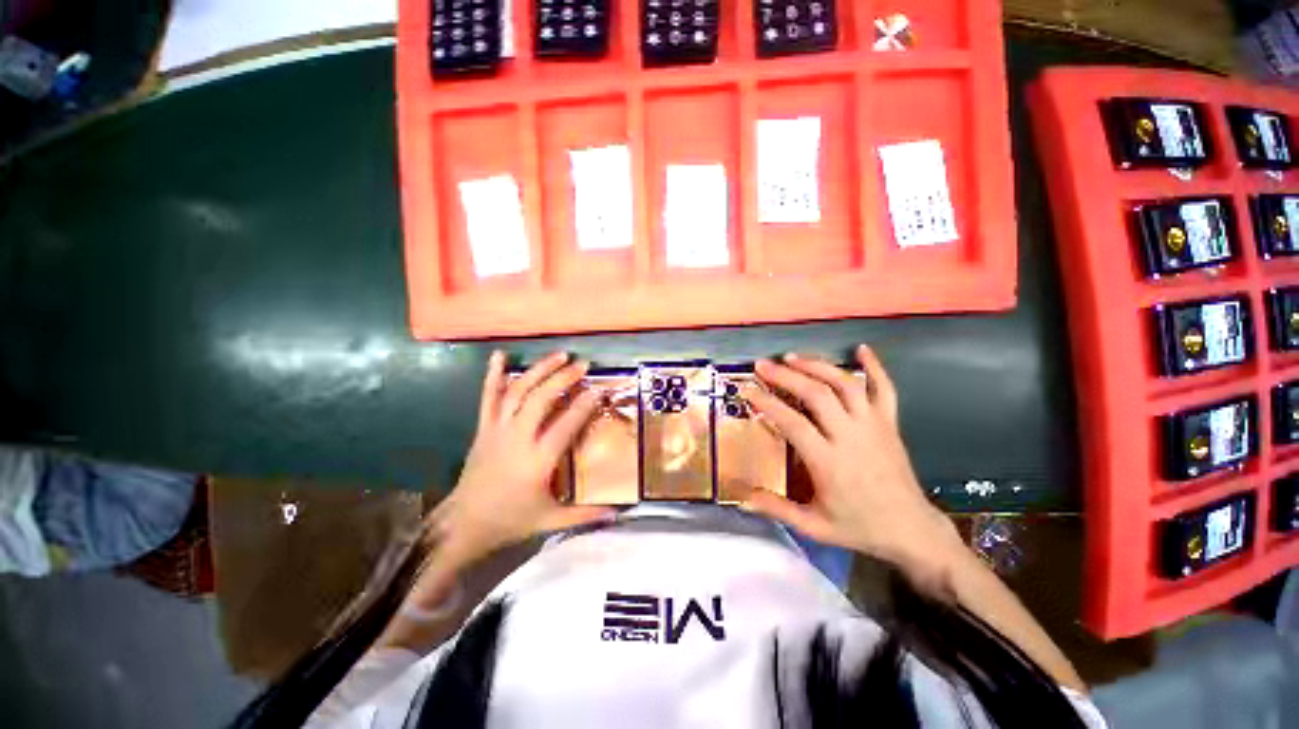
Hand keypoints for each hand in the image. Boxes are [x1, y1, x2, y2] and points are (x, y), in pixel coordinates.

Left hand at [429, 350, 613, 566]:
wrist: (463, 525)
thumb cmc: (510, 520)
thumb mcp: (550, 520)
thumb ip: (585, 515)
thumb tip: (618, 513)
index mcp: (538, 460)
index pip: (566, 424)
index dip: (585, 404)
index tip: (600, 388)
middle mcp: (518, 438)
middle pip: (541, 399)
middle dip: (563, 378)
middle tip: (583, 365)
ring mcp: (498, 430)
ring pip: (518, 392)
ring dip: (539, 370)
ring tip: (559, 355)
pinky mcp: (484, 428)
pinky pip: (488, 397)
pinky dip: (492, 374)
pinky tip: (499, 355)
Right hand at [742, 345, 964, 577]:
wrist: (912, 530)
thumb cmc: (860, 528)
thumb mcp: (814, 527)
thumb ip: (777, 509)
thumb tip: (743, 496)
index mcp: (828, 462)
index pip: (791, 422)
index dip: (766, 403)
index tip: (747, 389)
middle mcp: (851, 437)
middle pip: (817, 395)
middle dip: (786, 375)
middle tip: (763, 365)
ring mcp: (874, 426)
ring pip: (846, 384)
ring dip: (818, 366)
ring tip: (793, 357)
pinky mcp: (890, 424)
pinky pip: (885, 389)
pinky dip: (875, 366)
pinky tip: (862, 349)